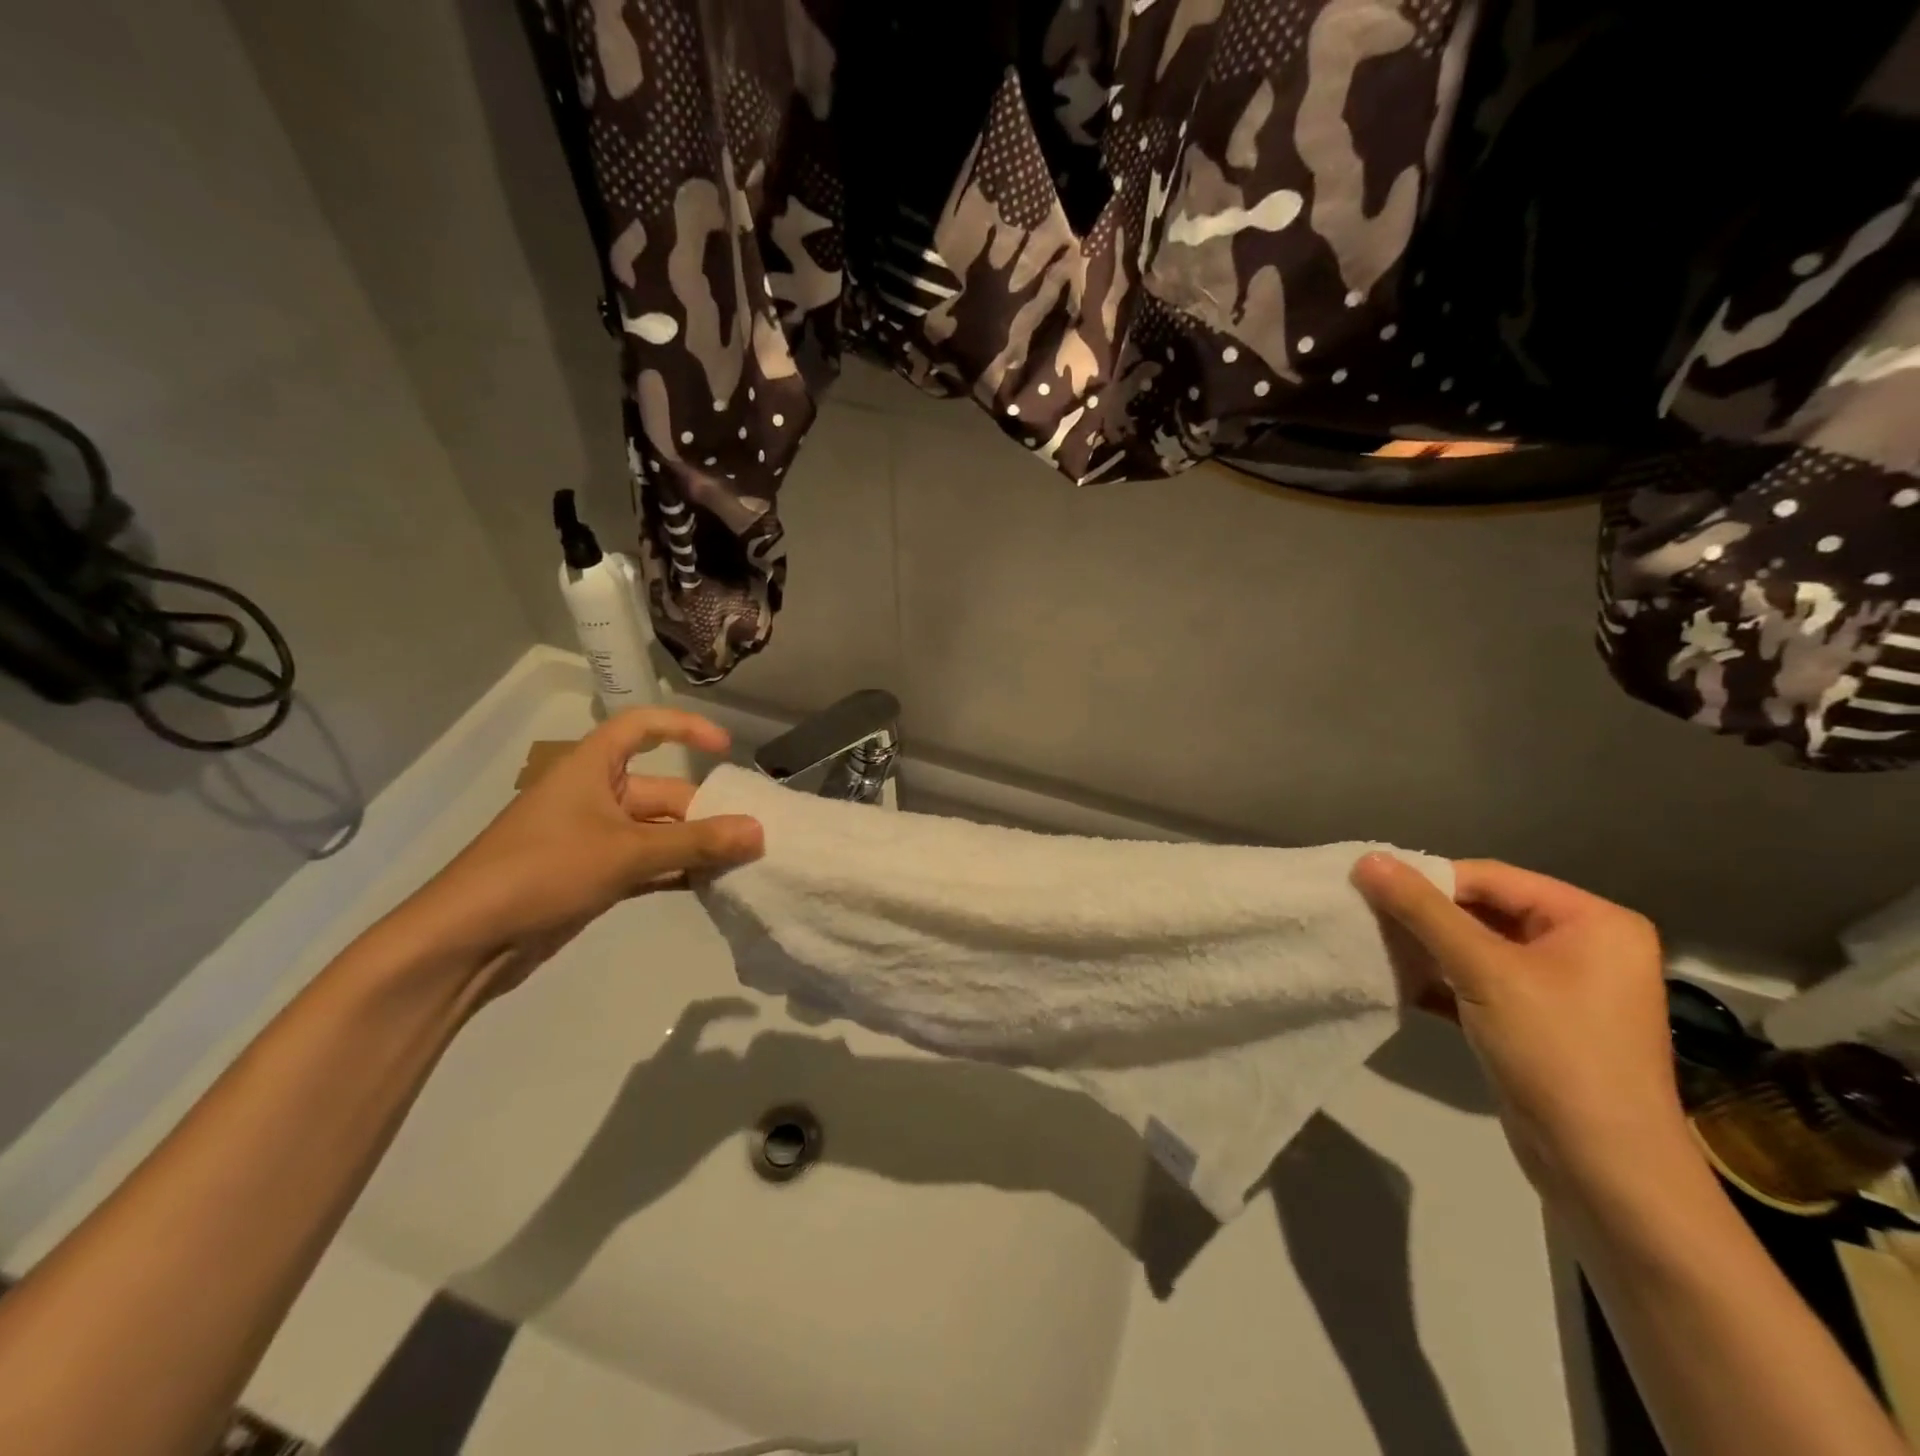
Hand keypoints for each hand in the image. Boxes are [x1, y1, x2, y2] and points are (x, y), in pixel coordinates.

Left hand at [388, 709, 762, 993]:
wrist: (466, 942)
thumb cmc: (543, 871)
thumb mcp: (626, 851)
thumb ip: (696, 842)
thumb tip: (759, 832)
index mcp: (591, 768)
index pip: (642, 727)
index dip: (685, 728)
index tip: (726, 749)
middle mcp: (595, 796)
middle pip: (663, 792)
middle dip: (705, 813)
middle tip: (752, 837)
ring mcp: (593, 839)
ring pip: (659, 833)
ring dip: (695, 847)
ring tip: (743, 863)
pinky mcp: (593, 876)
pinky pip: (647, 864)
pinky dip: (676, 872)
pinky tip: (711, 886)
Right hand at [1352, 854, 1685, 1200]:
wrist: (1603, 1171)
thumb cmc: (1555, 1054)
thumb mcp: (1483, 971)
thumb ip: (1422, 911)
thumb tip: (1367, 859)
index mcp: (1592, 921)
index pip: (1491, 878)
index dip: (1428, 880)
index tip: (1369, 888)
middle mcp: (1583, 946)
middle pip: (1483, 910)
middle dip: (1423, 917)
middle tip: (1364, 916)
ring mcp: (1561, 987)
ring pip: (1476, 948)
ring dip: (1425, 948)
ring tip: (1372, 946)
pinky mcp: (1536, 1022)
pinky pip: (1479, 983)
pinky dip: (1440, 981)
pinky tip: (1395, 982)